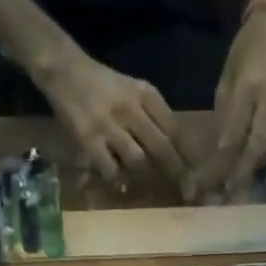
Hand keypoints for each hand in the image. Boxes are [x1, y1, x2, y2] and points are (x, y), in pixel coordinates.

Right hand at [36, 51, 188, 186]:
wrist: (65, 71)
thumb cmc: (104, 86)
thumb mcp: (134, 91)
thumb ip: (154, 116)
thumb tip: (177, 152)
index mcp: (146, 94)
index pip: (175, 128)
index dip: (189, 155)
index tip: (200, 175)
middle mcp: (131, 108)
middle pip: (162, 147)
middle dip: (178, 174)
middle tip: (188, 194)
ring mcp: (109, 125)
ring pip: (138, 160)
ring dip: (148, 179)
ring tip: (154, 191)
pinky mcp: (89, 139)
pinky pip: (110, 168)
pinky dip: (119, 180)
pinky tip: (122, 186)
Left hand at [200, 10, 265, 193]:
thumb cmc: (247, 50)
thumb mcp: (227, 78)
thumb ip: (225, 115)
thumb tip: (220, 153)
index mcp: (249, 85)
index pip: (235, 134)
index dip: (225, 161)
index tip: (214, 180)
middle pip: (259, 145)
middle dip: (243, 171)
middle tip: (231, 189)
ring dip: (261, 163)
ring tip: (248, 171)